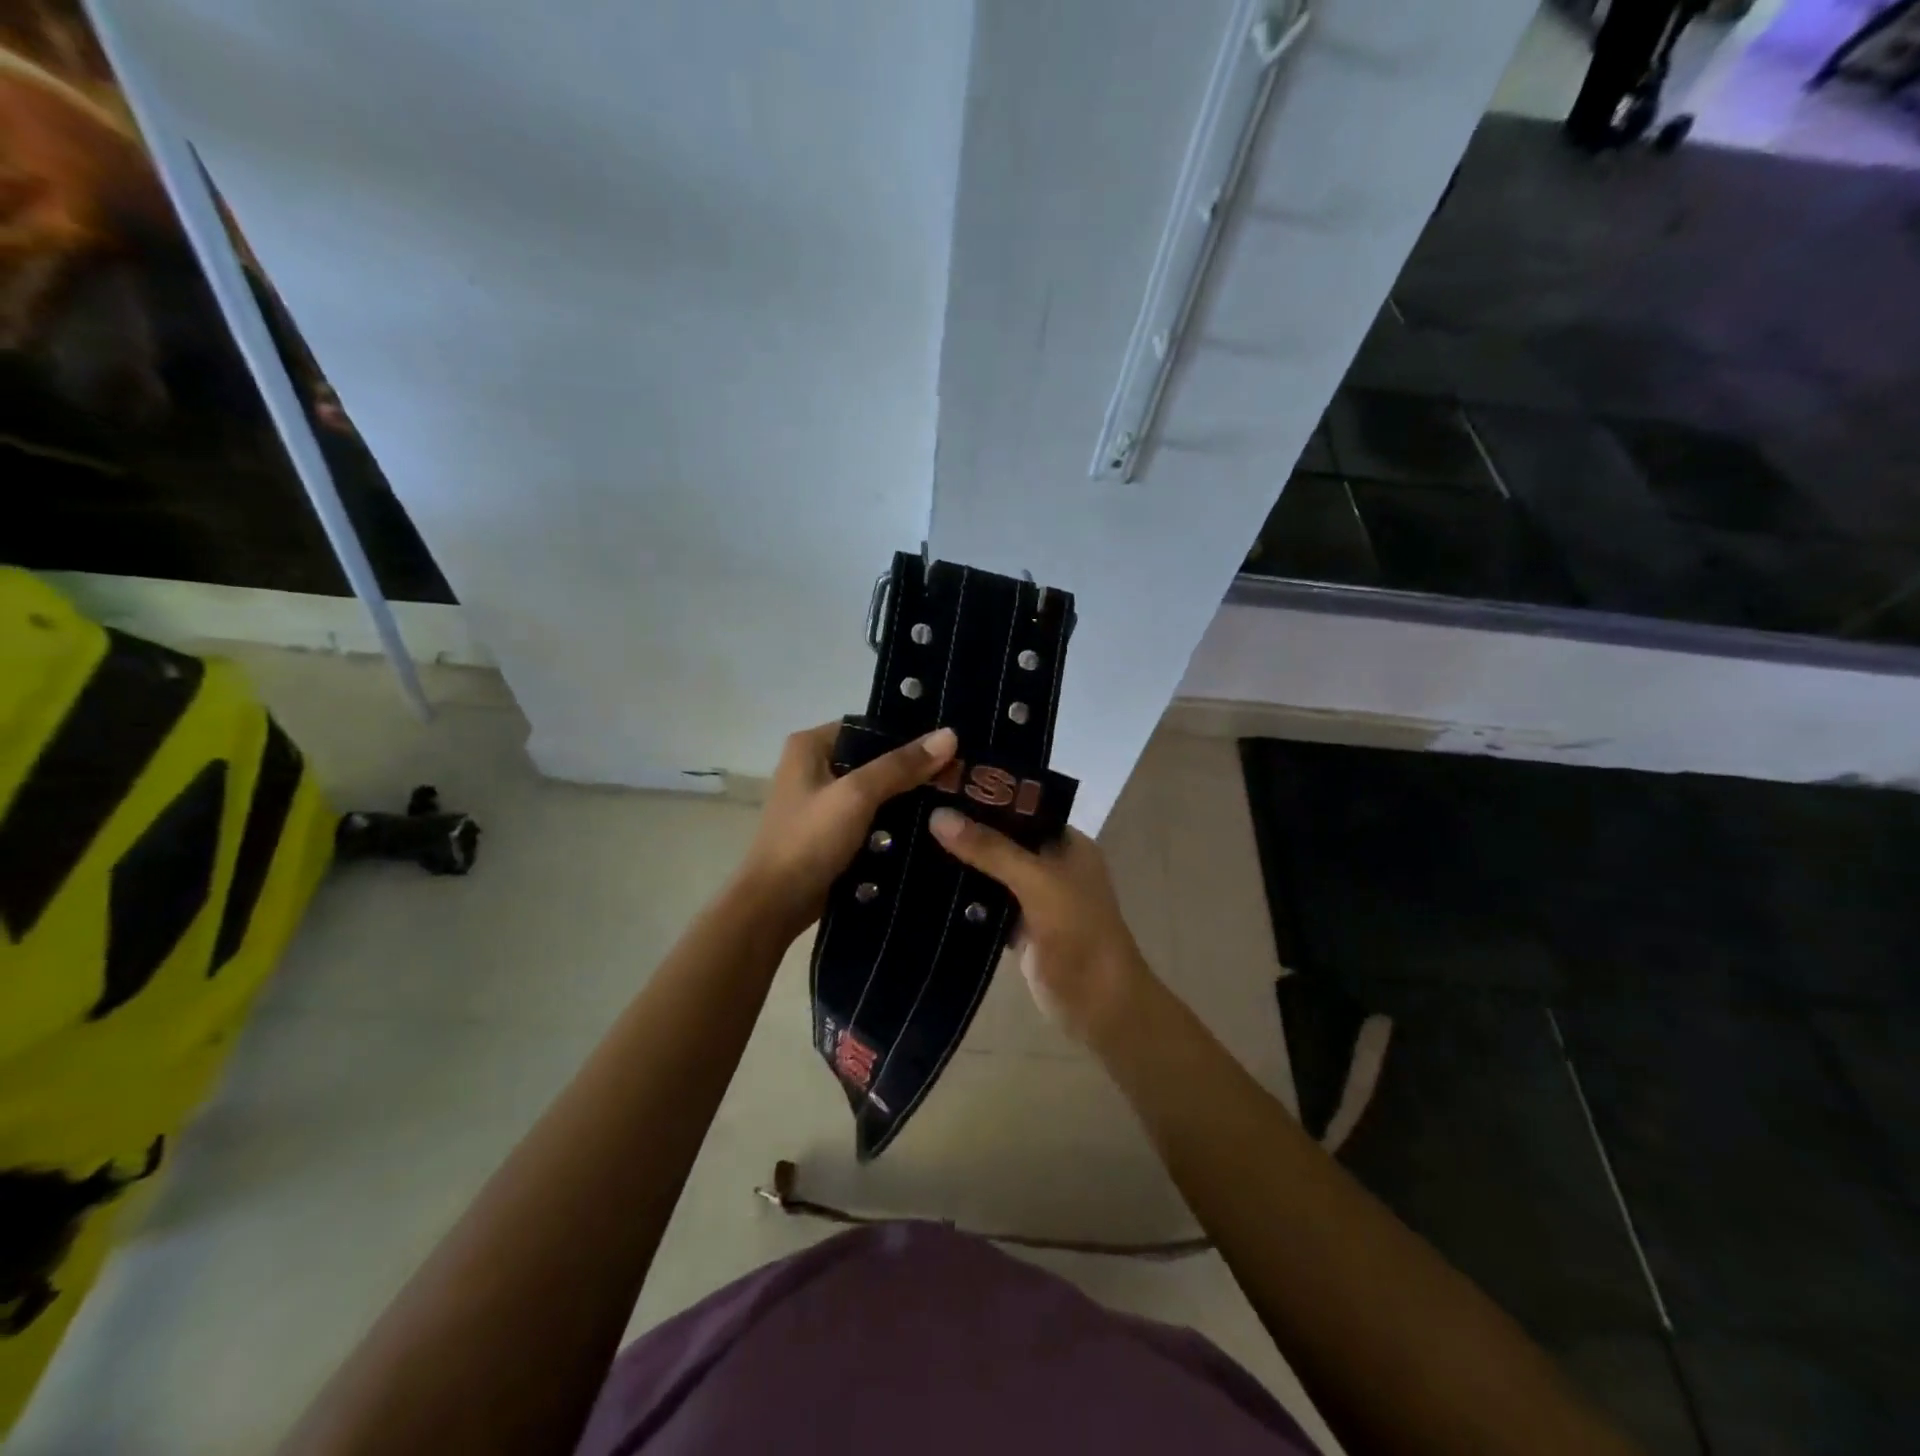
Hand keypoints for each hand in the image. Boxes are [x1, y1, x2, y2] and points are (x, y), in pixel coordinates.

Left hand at [735, 723, 958, 939]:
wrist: (775, 906)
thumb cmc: (809, 841)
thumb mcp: (857, 796)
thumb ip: (901, 765)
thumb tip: (949, 734)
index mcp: (811, 745)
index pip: (870, 726)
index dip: (910, 734)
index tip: (951, 746)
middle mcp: (814, 766)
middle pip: (875, 758)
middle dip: (913, 769)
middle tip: (959, 775)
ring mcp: (822, 801)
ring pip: (875, 790)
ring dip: (907, 797)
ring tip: (952, 798)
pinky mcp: (831, 832)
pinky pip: (871, 817)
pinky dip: (894, 821)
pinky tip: (929, 825)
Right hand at [928, 811, 1151, 1046]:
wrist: (1100, 1006)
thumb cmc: (1079, 932)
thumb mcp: (1037, 882)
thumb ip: (991, 849)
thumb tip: (939, 816)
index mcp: (1066, 843)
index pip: (1021, 807)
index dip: (985, 796)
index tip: (938, 786)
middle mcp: (1050, 864)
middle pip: (1002, 839)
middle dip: (966, 831)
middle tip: (914, 812)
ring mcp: (1034, 898)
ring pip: (991, 873)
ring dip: (961, 864)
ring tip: (909, 841)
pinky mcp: (1018, 929)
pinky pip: (986, 905)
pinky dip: (963, 899)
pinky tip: (925, 886)